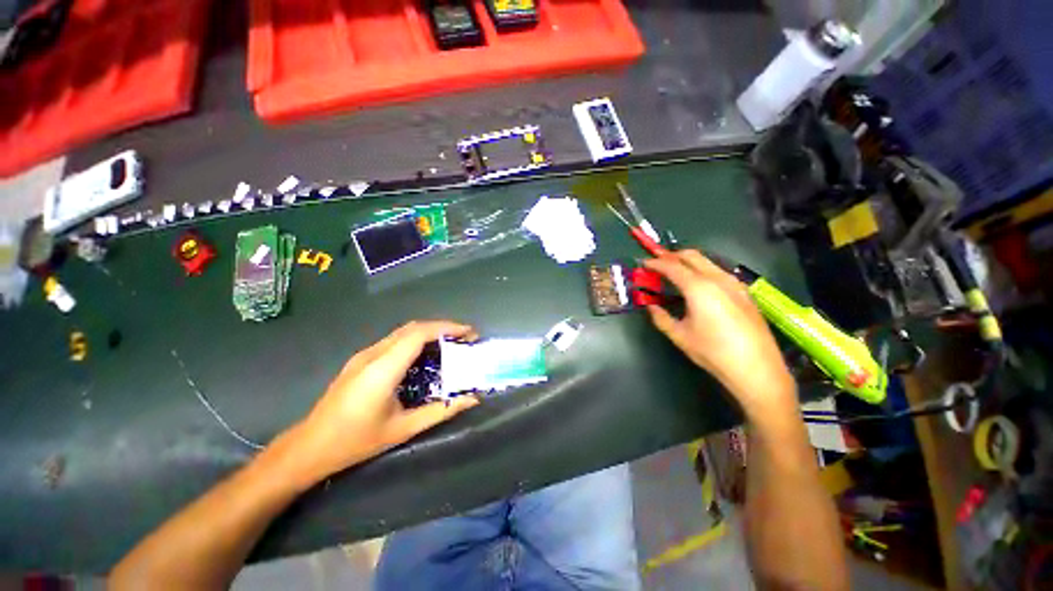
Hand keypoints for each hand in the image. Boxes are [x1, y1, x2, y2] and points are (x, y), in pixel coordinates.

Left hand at [284, 321, 479, 485]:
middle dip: (442, 327)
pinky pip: (394, 340)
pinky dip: (416, 339)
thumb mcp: (404, 429)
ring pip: (403, 332)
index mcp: (383, 369)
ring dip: (430, 332)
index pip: (418, 335)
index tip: (468, 332)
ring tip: (451, 343)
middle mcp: (373, 354)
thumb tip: (472, 399)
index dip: (446, 328)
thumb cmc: (357, 441)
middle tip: (464, 337)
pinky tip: (426, 354)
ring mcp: (364, 354)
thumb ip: (440, 411)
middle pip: (413, 328)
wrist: (309, 446)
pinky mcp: (361, 359)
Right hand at [644, 250, 795, 415]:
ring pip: (707, 261)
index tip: (643, 264)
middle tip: (657, 263)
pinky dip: (702, 270)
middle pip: (692, 256)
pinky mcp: (744, 292)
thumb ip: (661, 317)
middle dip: (672, 255)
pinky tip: (698, 285)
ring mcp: (734, 283)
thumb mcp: (680, 336)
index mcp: (698, 288)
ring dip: (688, 262)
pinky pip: (719, 271)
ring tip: (674, 272)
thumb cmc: (713, 352)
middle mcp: (717, 279)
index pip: (672, 266)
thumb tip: (650, 306)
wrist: (757, 368)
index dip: (655, 263)